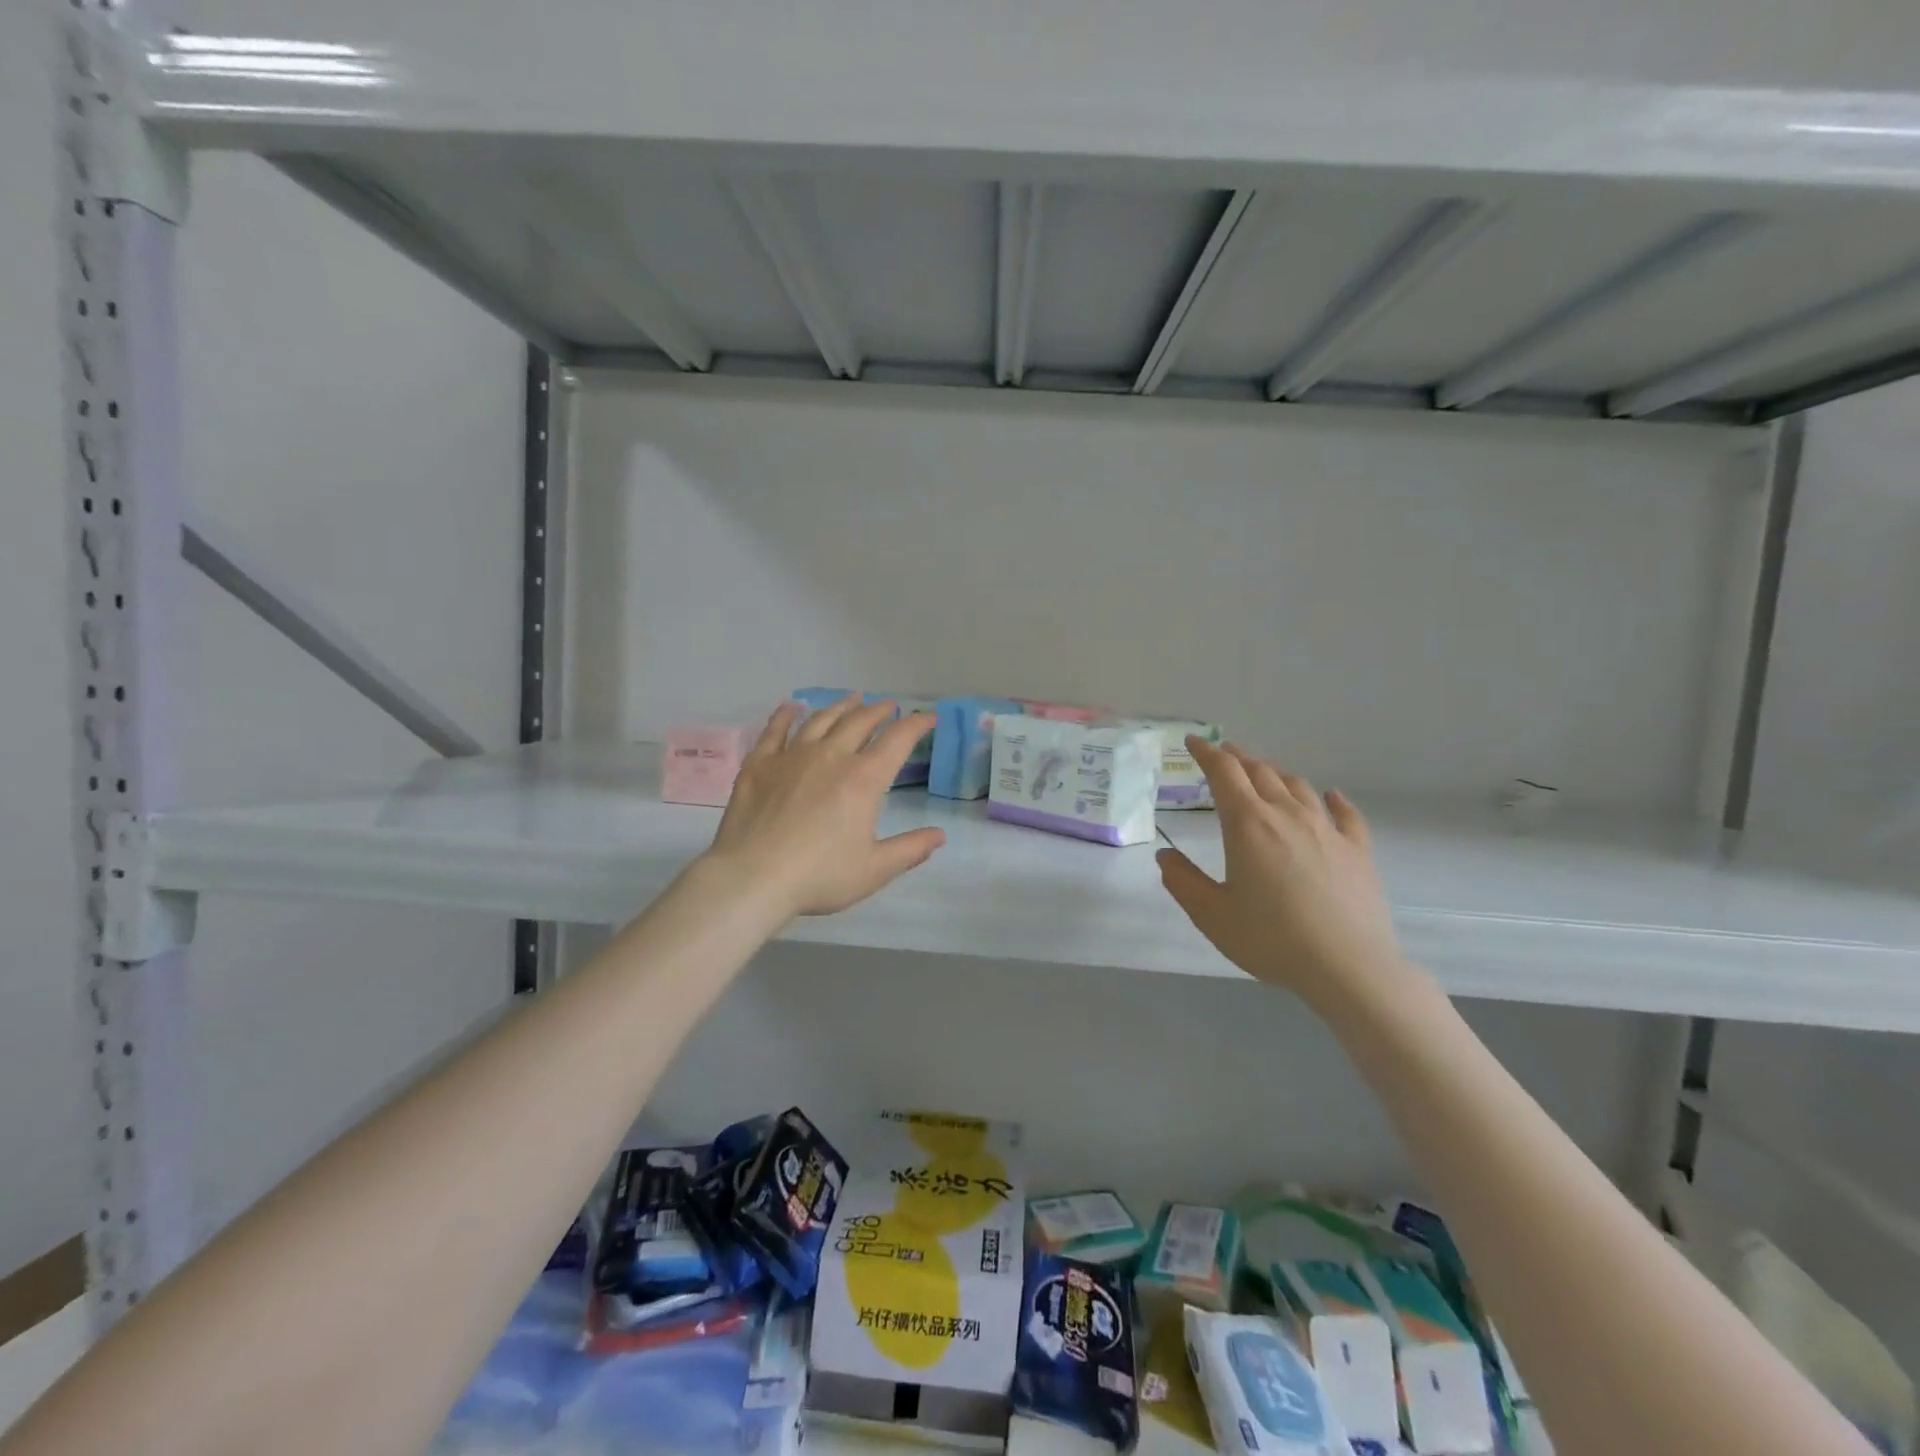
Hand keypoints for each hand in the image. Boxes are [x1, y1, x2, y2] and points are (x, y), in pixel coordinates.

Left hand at [703, 696, 945, 919]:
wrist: (752, 877)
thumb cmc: (819, 876)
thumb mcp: (874, 870)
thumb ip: (910, 850)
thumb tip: (939, 835)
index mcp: (863, 779)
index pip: (897, 740)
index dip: (916, 725)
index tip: (928, 718)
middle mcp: (831, 756)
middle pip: (859, 722)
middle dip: (879, 711)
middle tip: (889, 706)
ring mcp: (792, 756)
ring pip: (821, 720)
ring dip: (841, 707)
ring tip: (852, 699)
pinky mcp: (760, 764)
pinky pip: (775, 730)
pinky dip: (785, 715)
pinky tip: (791, 707)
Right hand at [1157, 740, 1416, 1009]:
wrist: (1347, 967)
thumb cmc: (1271, 938)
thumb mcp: (1211, 915)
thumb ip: (1183, 881)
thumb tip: (1165, 855)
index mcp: (1247, 824)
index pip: (1224, 773)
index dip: (1206, 753)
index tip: (1193, 742)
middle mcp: (1287, 815)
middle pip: (1260, 772)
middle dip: (1238, 758)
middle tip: (1223, 753)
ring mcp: (1327, 830)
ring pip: (1298, 786)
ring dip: (1276, 773)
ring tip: (1264, 772)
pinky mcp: (1357, 850)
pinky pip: (1345, 814)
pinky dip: (1333, 799)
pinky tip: (1331, 796)